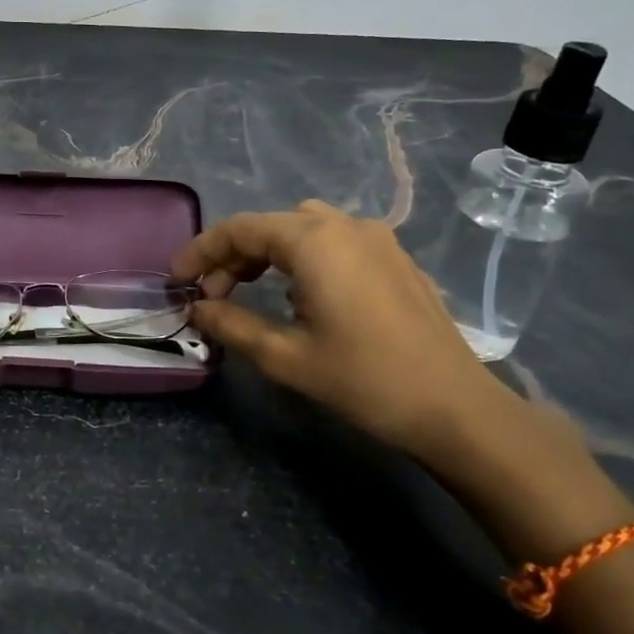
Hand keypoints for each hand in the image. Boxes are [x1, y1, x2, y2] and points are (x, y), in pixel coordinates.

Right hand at [172, 199, 540, 463]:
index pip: (240, 229)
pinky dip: (301, 258)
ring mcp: (377, 238)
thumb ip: (232, 324)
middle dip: (232, 256)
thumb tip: (197, 308)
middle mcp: (345, 225)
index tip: (177, 280)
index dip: (201, 251)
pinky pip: (333, 241)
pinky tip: (299, 296)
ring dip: (266, 254)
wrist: (456, 409)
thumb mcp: (285, 357)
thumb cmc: (364, 380)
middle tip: (211, 296)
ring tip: (249, 292)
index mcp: (315, 241)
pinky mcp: (395, 258)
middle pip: (270, 224)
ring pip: (302, 227)